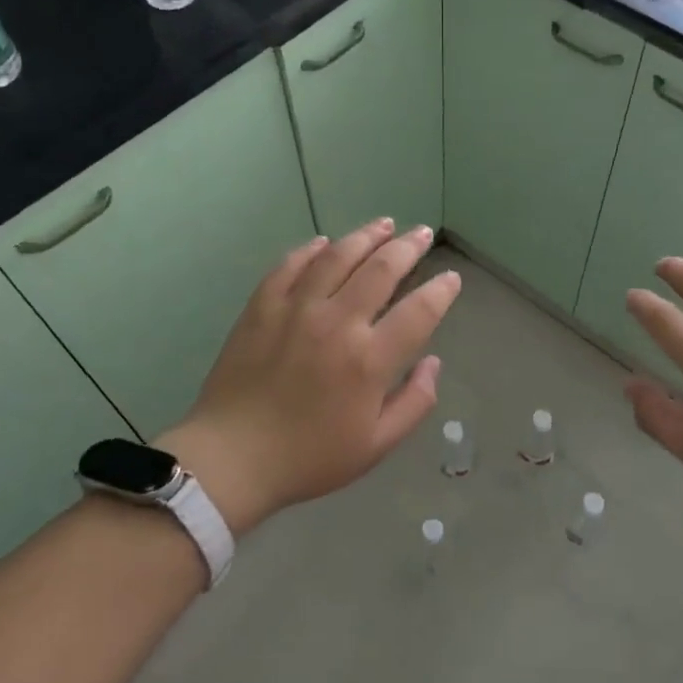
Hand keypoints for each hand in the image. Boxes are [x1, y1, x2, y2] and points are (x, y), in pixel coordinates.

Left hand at [155, 220, 460, 535]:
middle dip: (408, 247)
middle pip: (381, 269)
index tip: (451, 279)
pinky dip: (311, 250)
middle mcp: (337, 323)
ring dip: (365, 236)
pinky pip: (290, 266)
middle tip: (422, 233)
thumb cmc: (309, 457)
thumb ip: (414, 402)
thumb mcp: (376, 445)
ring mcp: (296, 309)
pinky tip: (324, 243)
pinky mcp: (262, 307)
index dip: (441, 291)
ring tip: (384, 224)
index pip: (419, 311)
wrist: (232, 459)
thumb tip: (433, 363)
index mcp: (369, 360)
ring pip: (337, 257)